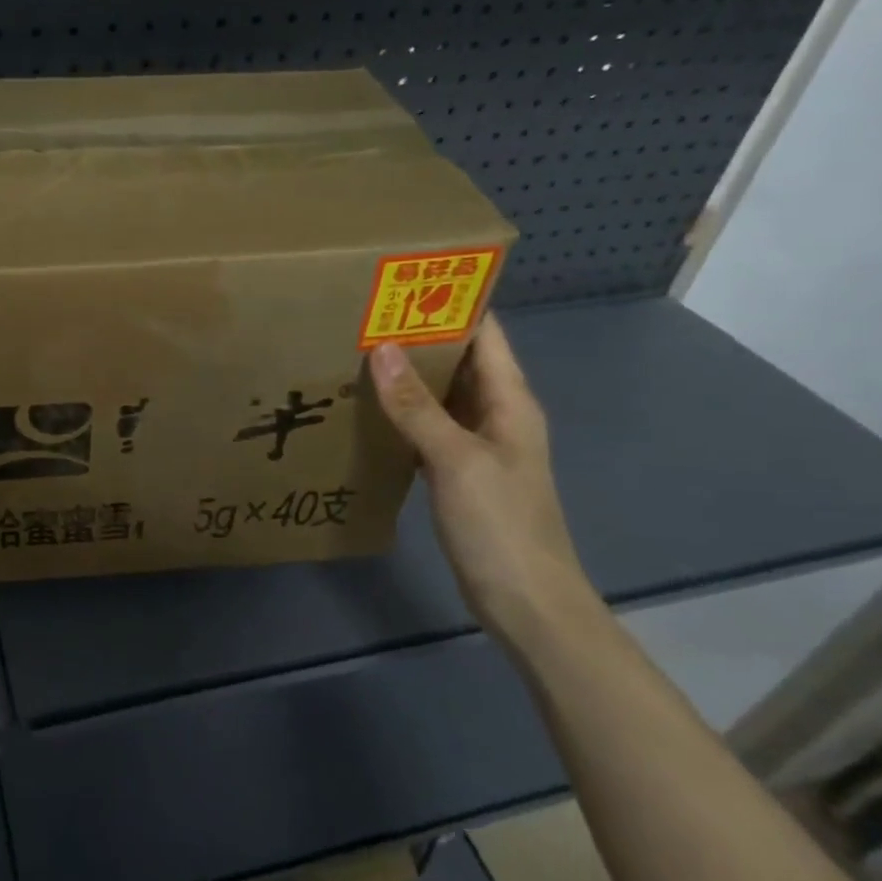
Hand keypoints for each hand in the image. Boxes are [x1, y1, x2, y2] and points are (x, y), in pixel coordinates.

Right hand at [369, 316, 592, 638]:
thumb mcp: (455, 460)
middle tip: (363, 311)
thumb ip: (416, 405)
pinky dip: (402, 410)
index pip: (485, 333)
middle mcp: (496, 413)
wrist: (525, 601)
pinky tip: (367, 405)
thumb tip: (381, 348)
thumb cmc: (501, 524)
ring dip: (408, 372)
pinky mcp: (458, 470)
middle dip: (419, 332)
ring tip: (356, 347)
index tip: (405, 278)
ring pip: (440, 393)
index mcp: (510, 400)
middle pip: (460, 359)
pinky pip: (428, 425)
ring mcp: (477, 444)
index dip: (454, 301)